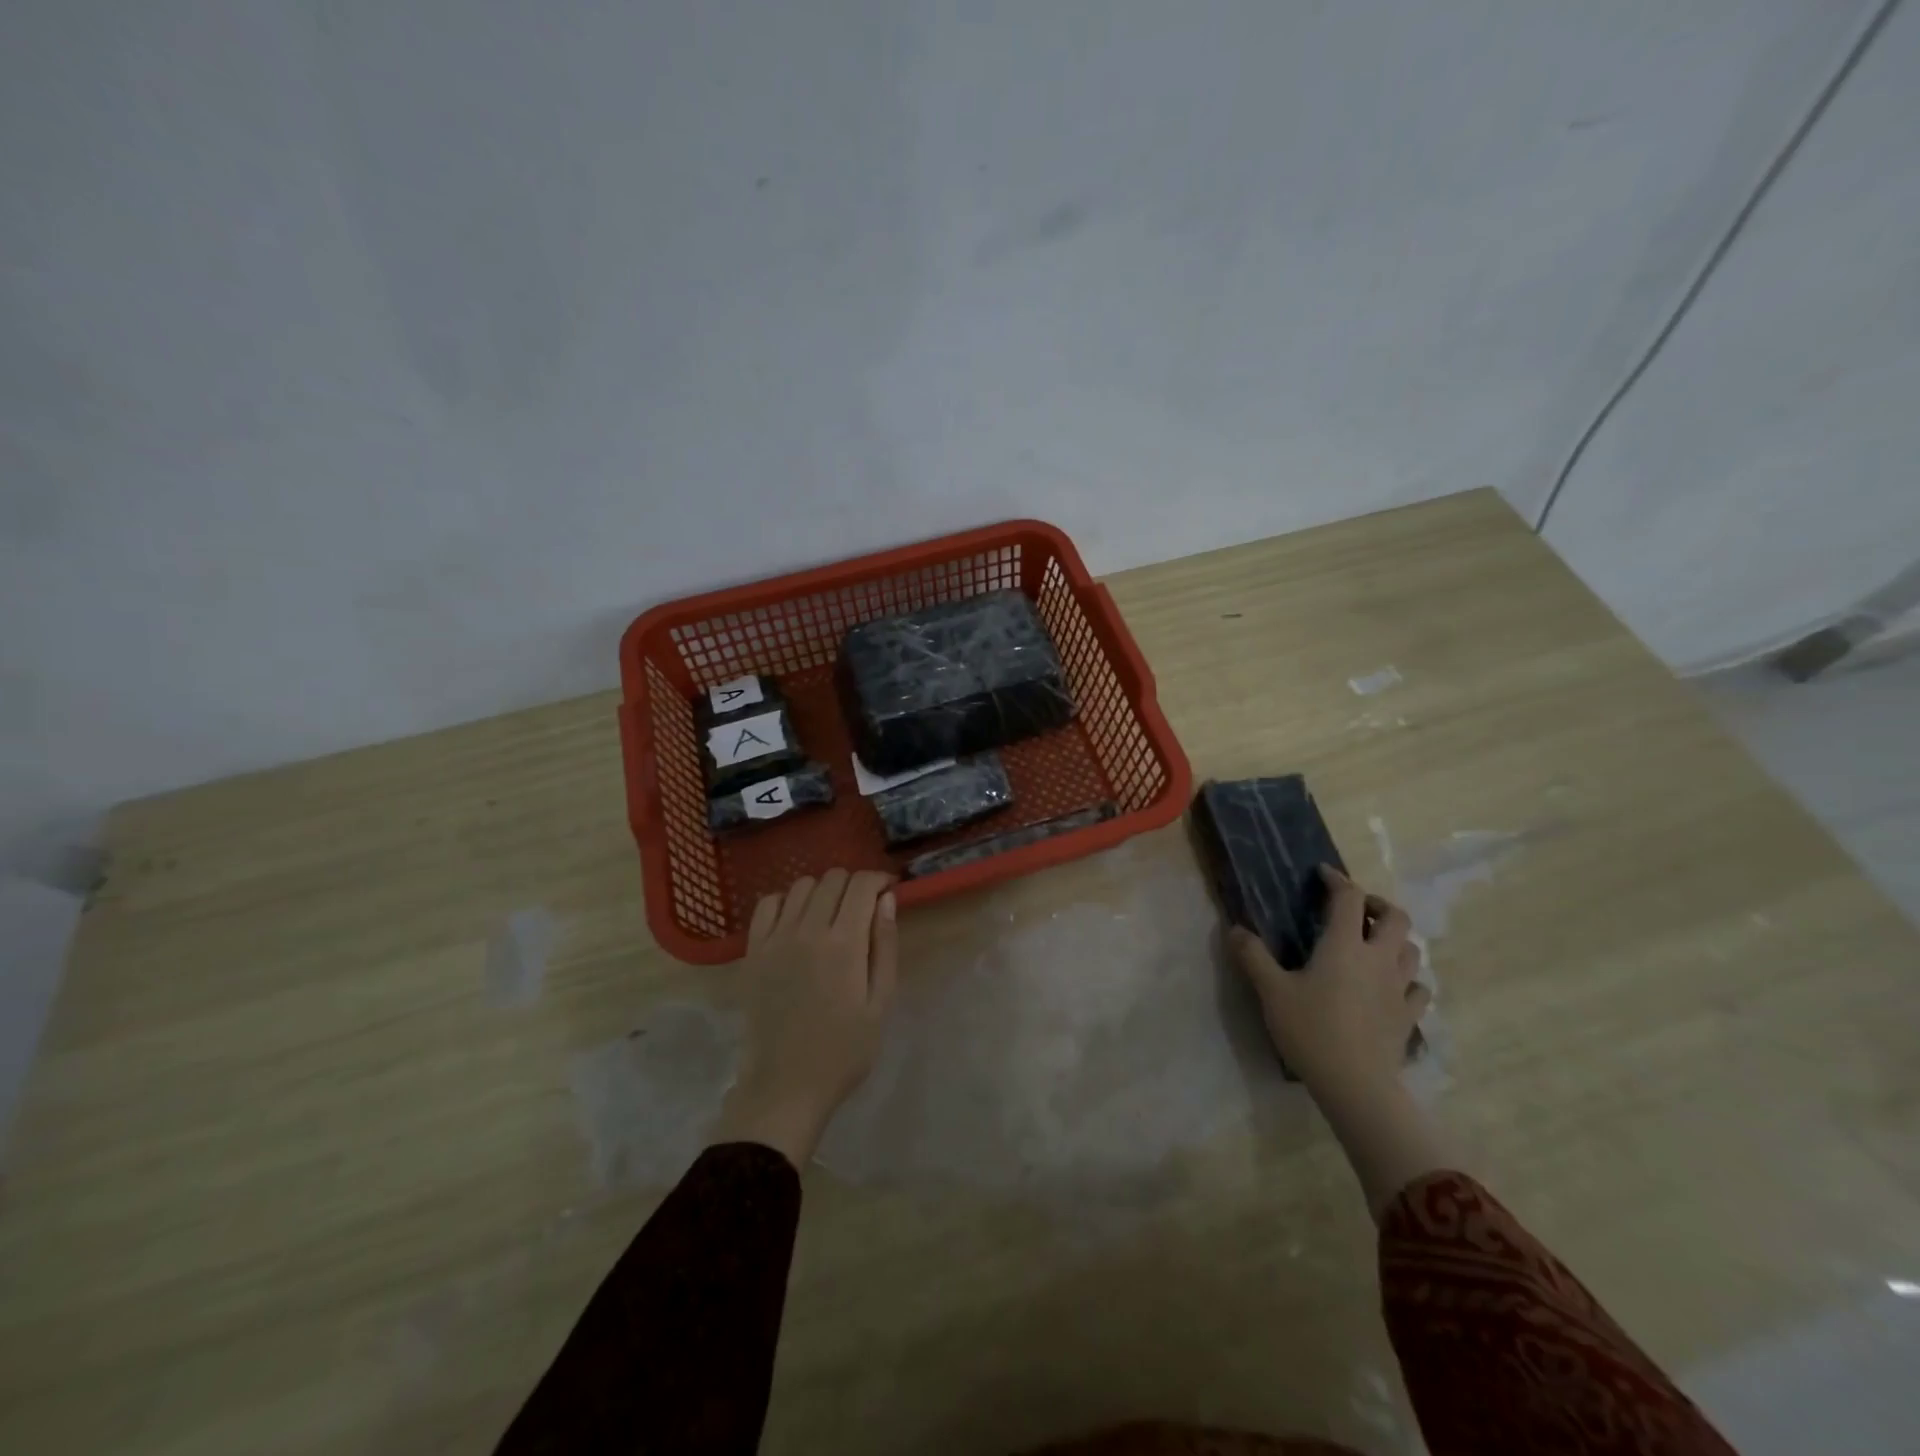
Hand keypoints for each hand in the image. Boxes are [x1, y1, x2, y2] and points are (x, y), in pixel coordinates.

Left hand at [711, 869, 897, 1167]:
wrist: (785, 1086)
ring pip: (801, 885)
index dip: (879, 880)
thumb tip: (886, 899)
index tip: (889, 890)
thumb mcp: (880, 1002)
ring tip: (831, 914)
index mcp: (845, 942)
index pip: (862, 885)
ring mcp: (775, 938)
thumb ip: (885, 945)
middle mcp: (808, 929)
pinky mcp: (752, 950)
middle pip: (833, 878)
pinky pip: (767, 903)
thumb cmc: (844, 1050)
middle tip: (864, 907)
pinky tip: (797, 920)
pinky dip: (786, 901)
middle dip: (855, 884)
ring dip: (823, 890)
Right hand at [1229, 865, 1428, 1099]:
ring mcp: (1399, 988)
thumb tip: (1235, 928)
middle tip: (1355, 910)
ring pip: (1411, 949)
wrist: (1356, 1084)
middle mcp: (1378, 958)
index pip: (1348, 898)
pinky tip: (1392, 986)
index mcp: (1344, 945)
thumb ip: (1253, 956)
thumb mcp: (1271, 991)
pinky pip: (1418, 988)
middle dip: (1376, 904)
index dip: (1336, 880)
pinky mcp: (1408, 1016)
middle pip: (1395, 917)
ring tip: (1372, 944)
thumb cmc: (1311, 1029)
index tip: (1322, 874)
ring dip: (1394, 938)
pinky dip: (1407, 978)